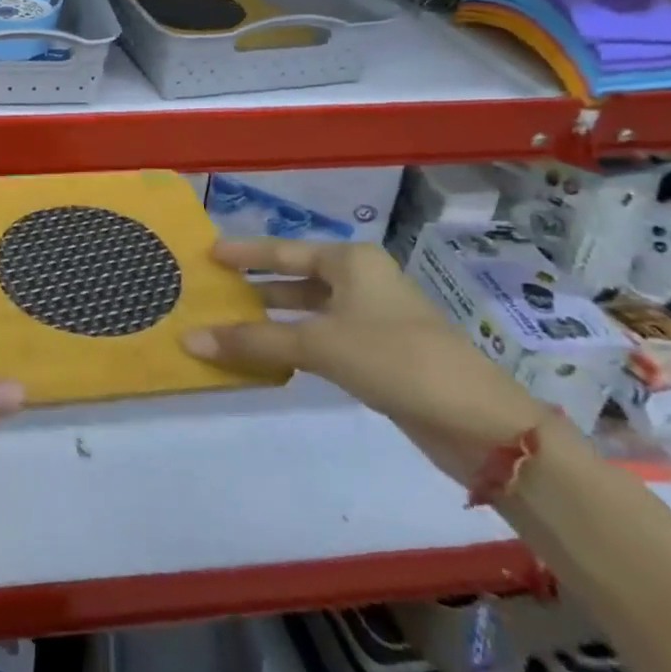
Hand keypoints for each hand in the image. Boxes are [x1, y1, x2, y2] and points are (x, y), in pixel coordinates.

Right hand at [182, 238, 547, 485]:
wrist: (480, 421)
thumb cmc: (395, 359)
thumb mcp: (320, 345)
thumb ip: (255, 341)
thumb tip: (190, 339)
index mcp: (351, 261)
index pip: (284, 250)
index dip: (245, 252)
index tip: (209, 253)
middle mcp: (362, 280)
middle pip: (297, 277)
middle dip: (257, 285)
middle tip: (214, 289)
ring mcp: (374, 316)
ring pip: (311, 308)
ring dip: (275, 317)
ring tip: (231, 322)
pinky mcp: (381, 351)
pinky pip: (325, 335)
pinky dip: (296, 341)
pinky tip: (271, 354)